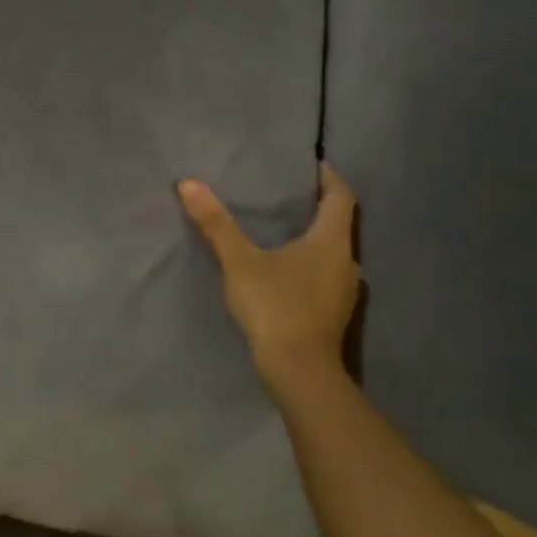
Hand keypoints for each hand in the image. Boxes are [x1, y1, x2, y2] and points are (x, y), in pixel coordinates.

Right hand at [179, 162, 361, 394]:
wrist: (300, 371)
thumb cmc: (275, 306)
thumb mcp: (240, 261)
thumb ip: (216, 223)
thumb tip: (189, 183)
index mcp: (331, 242)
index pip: (341, 197)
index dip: (329, 177)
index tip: (312, 165)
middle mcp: (347, 261)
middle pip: (338, 224)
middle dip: (316, 208)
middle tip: (286, 196)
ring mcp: (344, 291)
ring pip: (332, 253)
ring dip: (312, 239)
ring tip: (281, 230)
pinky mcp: (334, 313)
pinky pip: (325, 275)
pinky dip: (309, 264)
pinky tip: (285, 271)